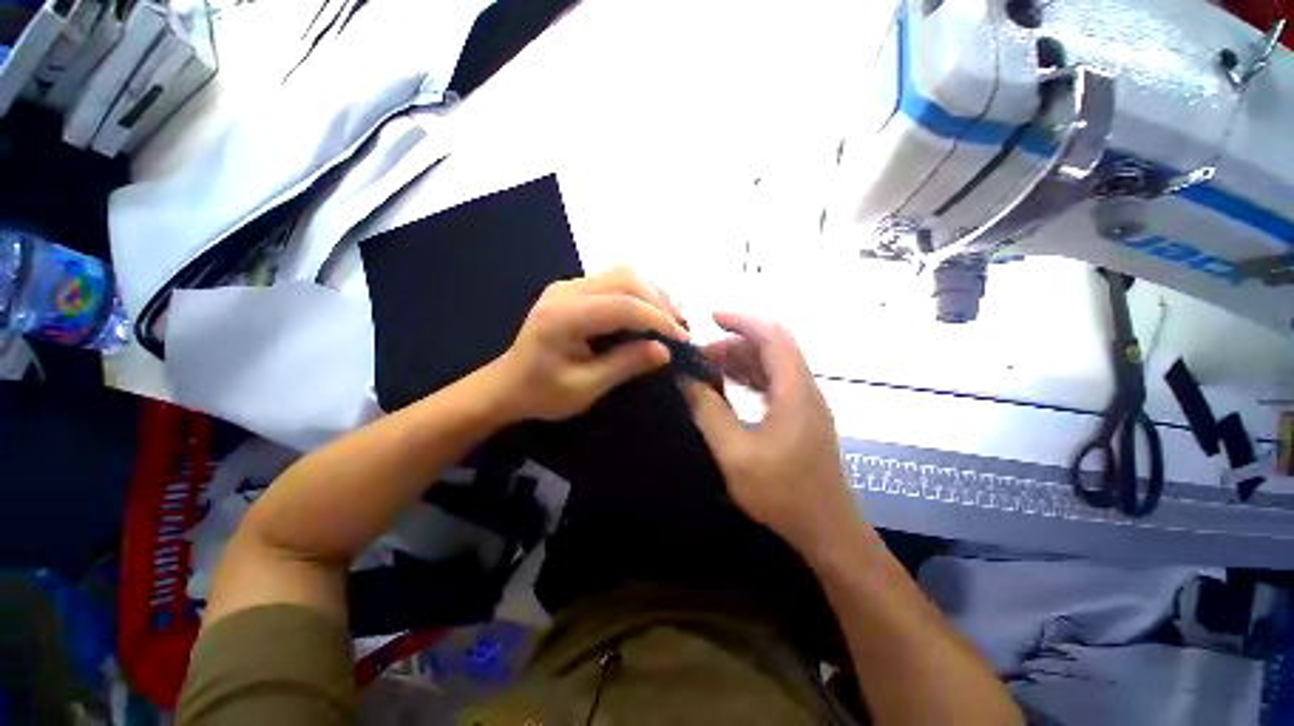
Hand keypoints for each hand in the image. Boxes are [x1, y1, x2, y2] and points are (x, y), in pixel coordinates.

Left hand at [486, 268, 688, 421]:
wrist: (507, 385)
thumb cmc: (542, 393)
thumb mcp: (585, 388)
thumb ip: (625, 365)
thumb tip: (665, 351)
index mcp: (563, 316)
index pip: (622, 305)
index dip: (657, 319)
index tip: (682, 339)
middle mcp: (566, 290)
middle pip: (625, 280)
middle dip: (658, 303)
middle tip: (679, 329)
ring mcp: (568, 285)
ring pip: (622, 275)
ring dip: (651, 294)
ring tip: (670, 319)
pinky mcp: (572, 288)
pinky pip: (613, 280)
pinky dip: (638, 294)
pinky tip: (649, 312)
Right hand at [685, 312, 860, 552]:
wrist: (827, 531)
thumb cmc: (783, 493)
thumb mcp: (735, 452)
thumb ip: (709, 411)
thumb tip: (686, 380)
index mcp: (794, 391)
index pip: (772, 335)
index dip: (742, 320)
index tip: (711, 318)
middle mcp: (804, 389)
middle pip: (771, 348)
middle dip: (734, 344)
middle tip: (700, 357)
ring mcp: (804, 403)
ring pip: (771, 365)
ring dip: (740, 361)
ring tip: (707, 370)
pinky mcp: (801, 417)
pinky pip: (773, 384)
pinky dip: (748, 378)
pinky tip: (727, 389)